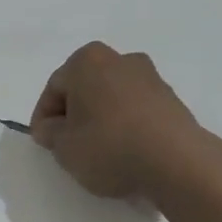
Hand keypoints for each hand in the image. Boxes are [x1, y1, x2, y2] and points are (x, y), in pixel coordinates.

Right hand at [31, 42, 221, 199]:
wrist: (177, 162)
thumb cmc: (109, 146)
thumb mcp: (64, 147)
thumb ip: (50, 134)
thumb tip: (51, 128)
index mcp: (87, 60)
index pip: (54, 88)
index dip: (44, 118)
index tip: (45, 143)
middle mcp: (120, 59)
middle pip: (85, 88)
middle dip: (74, 115)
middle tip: (69, 146)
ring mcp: (151, 77)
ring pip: (112, 98)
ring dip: (102, 120)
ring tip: (99, 153)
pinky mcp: (172, 100)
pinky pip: (137, 111)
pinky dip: (126, 127)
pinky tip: (126, 153)